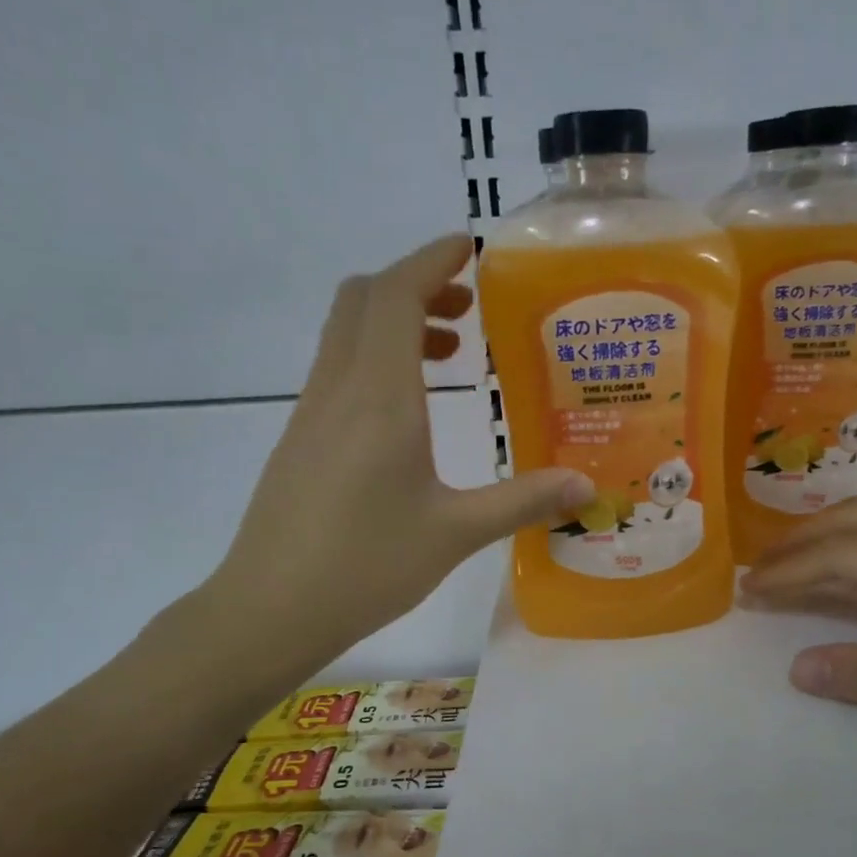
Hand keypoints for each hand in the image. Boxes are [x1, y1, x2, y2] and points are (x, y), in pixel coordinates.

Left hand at [194, 235, 592, 672]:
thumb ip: (522, 501)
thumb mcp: (454, 533)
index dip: (431, 261)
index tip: (470, 247)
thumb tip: (587, 486)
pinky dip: (374, 359)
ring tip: (449, 356)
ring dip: (393, 323)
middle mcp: (339, 390)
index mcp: (379, 399)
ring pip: (346, 334)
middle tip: (468, 308)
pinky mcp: (299, 440)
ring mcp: (311, 414)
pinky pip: (337, 370)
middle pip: (363, 299)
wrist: (270, 609)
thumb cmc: (366, 566)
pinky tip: (408, 412)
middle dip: (416, 285)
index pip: (397, 296)